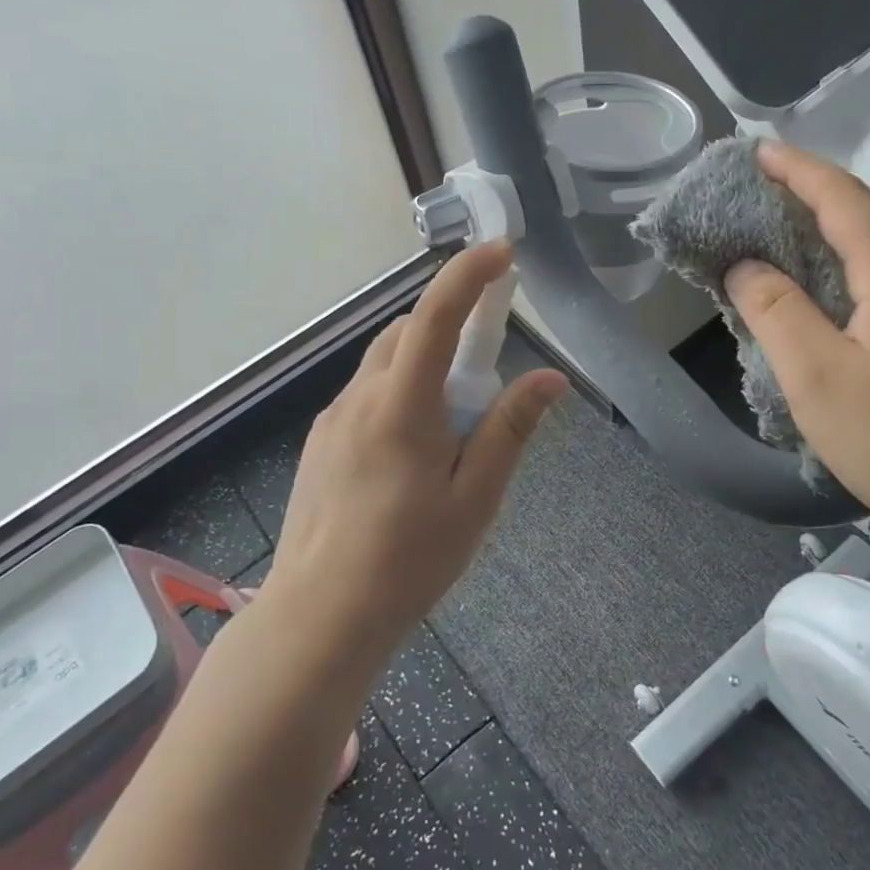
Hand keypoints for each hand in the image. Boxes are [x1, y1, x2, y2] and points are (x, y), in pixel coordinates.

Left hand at [266, 241, 566, 641]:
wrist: (320, 616)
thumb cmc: (408, 560)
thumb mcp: (475, 498)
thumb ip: (510, 430)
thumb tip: (550, 378)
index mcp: (400, 405)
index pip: (435, 316)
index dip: (469, 275)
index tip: (501, 253)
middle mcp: (359, 398)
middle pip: (405, 333)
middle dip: (449, 327)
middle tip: (487, 370)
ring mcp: (332, 420)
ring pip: (384, 364)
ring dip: (424, 365)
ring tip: (453, 425)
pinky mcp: (320, 444)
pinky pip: (366, 396)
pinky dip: (399, 393)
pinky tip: (413, 451)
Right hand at [725, 140, 869, 554]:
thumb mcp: (817, 378)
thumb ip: (775, 313)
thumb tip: (745, 265)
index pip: (844, 199)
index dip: (800, 170)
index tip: (759, 151)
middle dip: (826, 191)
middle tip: (776, 197)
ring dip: (852, 226)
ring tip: (805, 240)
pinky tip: (850, 298)